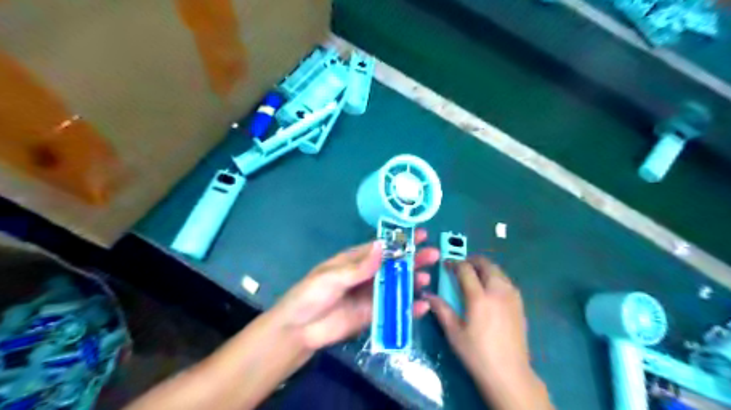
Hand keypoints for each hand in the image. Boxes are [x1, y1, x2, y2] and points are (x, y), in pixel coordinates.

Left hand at [271, 229, 435, 351]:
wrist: (299, 329)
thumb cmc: (311, 295)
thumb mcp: (332, 277)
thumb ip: (358, 266)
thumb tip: (381, 246)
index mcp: (355, 260)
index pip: (381, 247)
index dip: (400, 240)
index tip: (420, 234)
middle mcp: (366, 275)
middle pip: (393, 265)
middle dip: (412, 259)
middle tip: (433, 255)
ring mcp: (370, 295)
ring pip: (396, 285)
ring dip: (412, 282)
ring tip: (426, 279)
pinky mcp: (372, 314)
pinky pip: (393, 308)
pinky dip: (408, 307)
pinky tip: (422, 306)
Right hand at [430, 258, 540, 404]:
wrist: (510, 374)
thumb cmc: (477, 354)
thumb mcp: (454, 333)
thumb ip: (441, 310)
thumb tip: (427, 296)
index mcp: (479, 297)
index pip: (465, 269)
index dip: (454, 264)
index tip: (446, 265)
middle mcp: (498, 291)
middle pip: (486, 264)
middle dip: (471, 261)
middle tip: (460, 268)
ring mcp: (512, 297)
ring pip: (498, 271)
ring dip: (485, 268)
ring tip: (474, 277)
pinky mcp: (520, 305)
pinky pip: (507, 281)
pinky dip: (496, 278)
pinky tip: (490, 291)